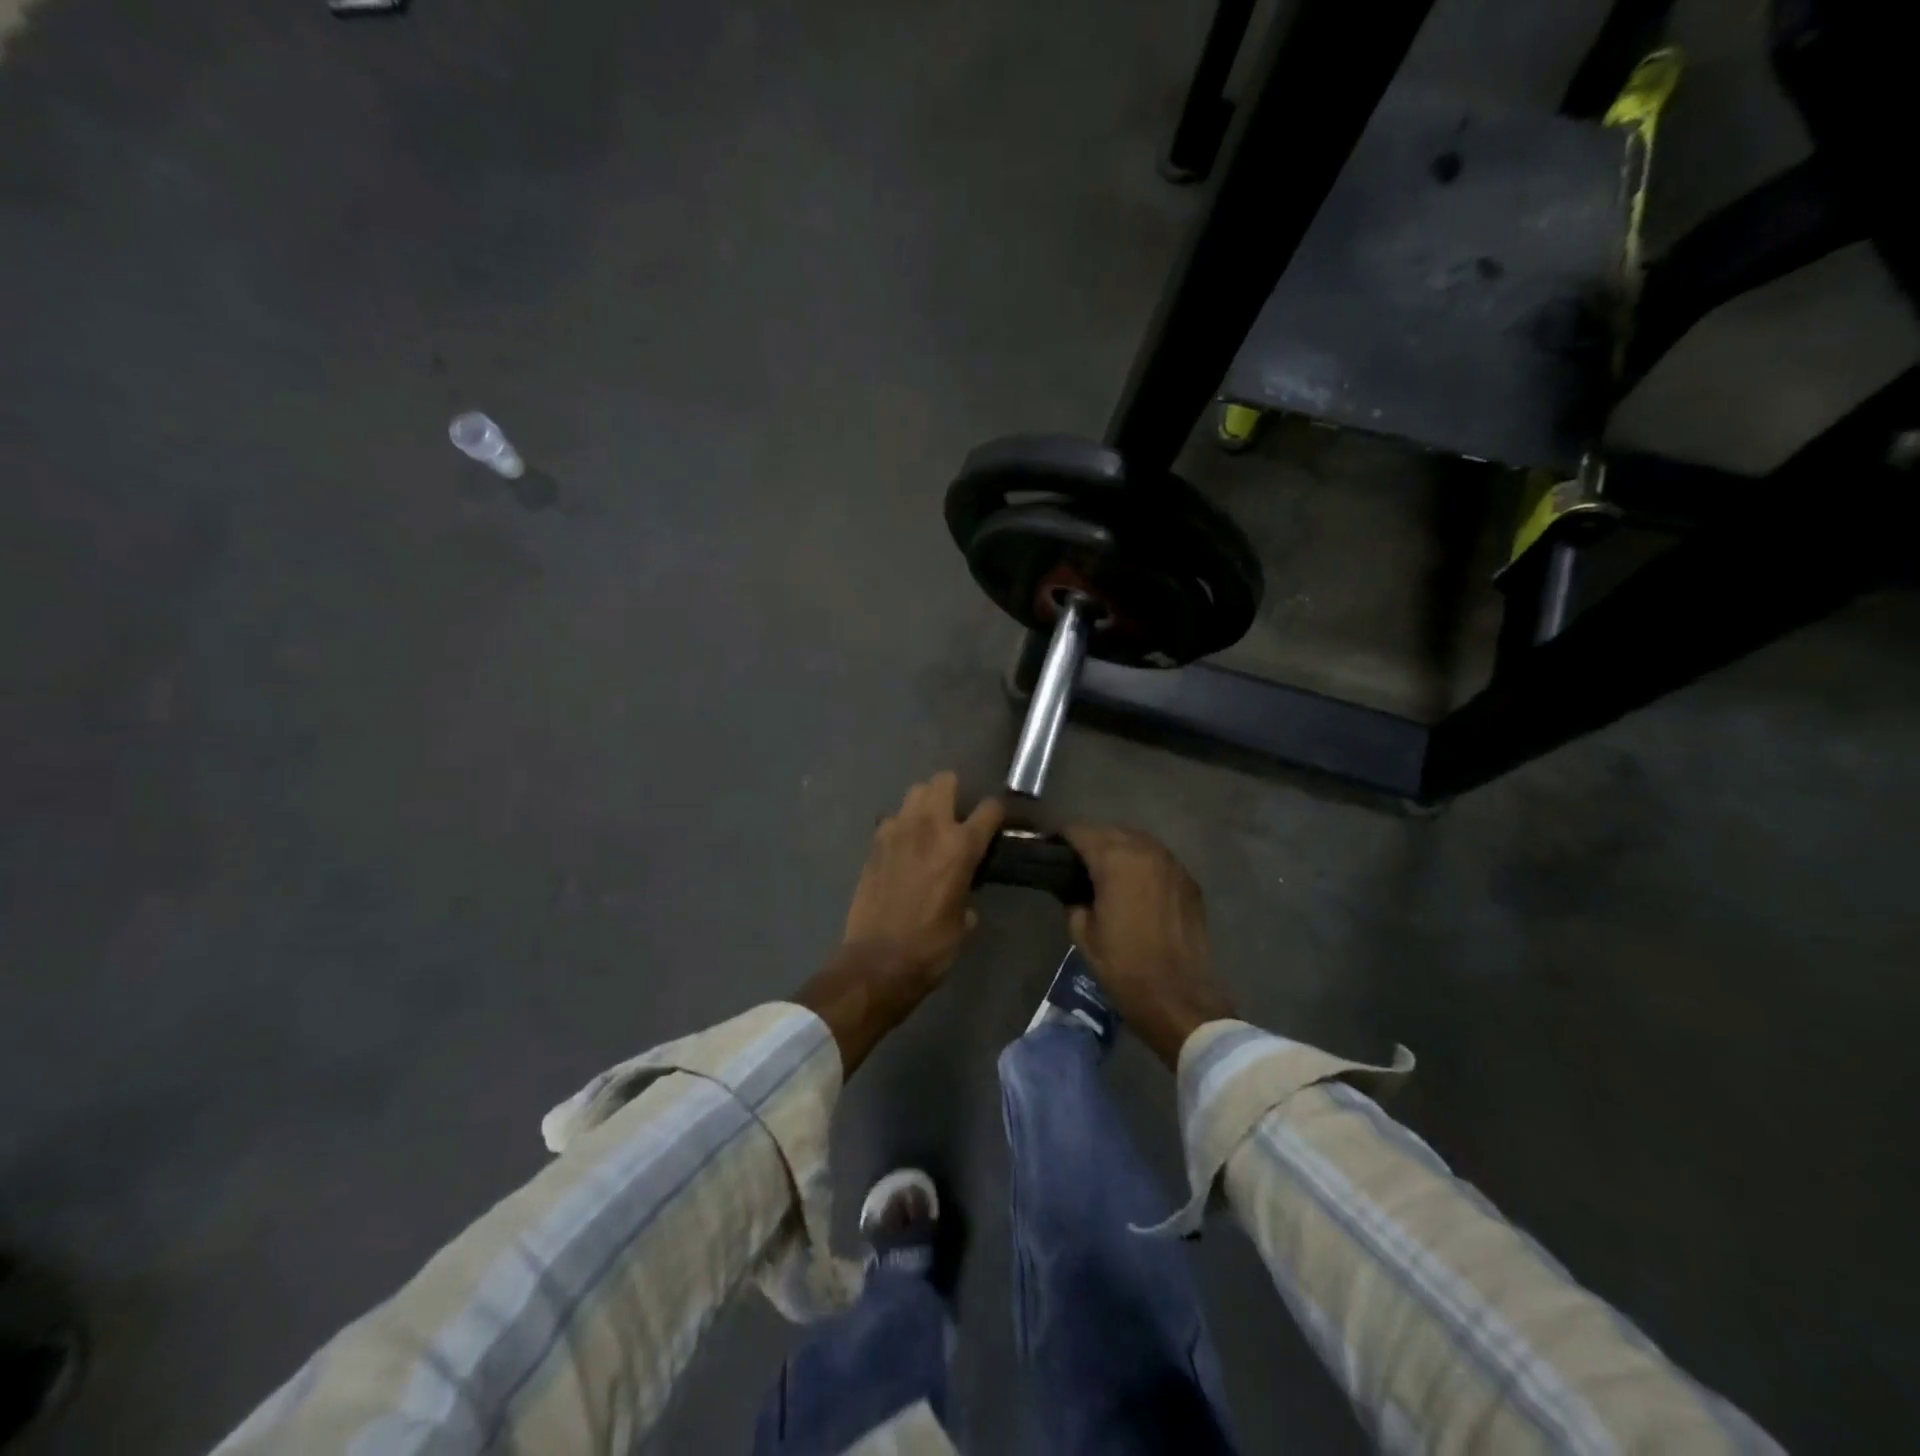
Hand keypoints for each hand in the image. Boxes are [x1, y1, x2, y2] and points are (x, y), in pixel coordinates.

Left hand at [796, 773, 1003, 1072]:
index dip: (997, 813)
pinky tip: (903, 847)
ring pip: (915, 792)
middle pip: (945, 781)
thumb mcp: (964, 922)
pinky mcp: (874, 843)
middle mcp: (929, 827)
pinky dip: (901, 826)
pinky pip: (892, 819)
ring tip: (929, 827)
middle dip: (955, 792)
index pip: (990, 808)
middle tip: (958, 816)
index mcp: (960, 846)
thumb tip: (965, 892)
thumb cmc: (930, 947)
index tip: (997, 823)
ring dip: (926, 803)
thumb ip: (968, 892)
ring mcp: (896, 831)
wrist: (877, 962)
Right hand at [1063, 826, 1235, 1067]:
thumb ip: (1073, 899)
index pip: (1079, 831)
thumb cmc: (1124, 966)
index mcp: (1115, 859)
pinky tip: (1133, 886)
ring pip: (1136, 841)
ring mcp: (1172, 863)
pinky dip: (1141, 865)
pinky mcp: (1188, 880)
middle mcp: (1146, 850)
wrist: (1179, 997)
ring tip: (1103, 872)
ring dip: (1117, 849)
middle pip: (1110, 831)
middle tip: (1074, 864)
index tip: (1049, 851)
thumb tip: (1074, 888)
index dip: (1060, 838)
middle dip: (1090, 841)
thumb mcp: (1083, 933)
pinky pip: (1157, 860)